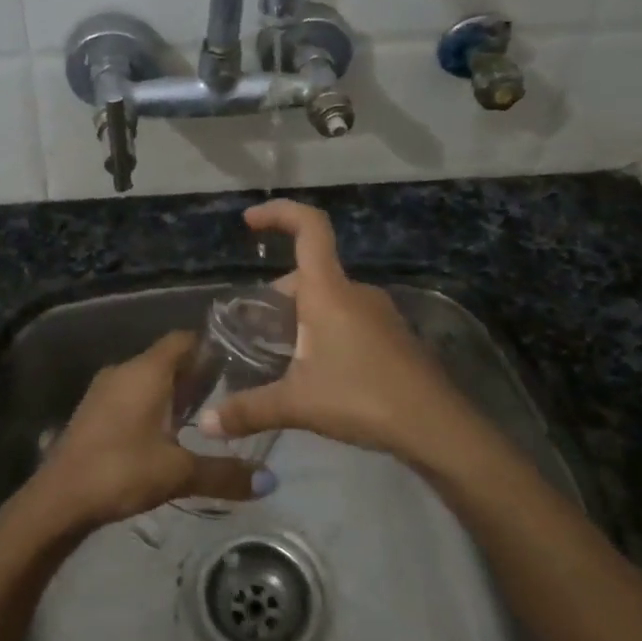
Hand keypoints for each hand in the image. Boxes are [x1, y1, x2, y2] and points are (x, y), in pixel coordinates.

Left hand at [28, 331, 271, 531]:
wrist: (58, 499)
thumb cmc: (120, 471)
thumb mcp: (178, 473)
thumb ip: (225, 473)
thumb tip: (271, 481)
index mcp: (146, 371)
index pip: (184, 340)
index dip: (212, 347)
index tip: (241, 363)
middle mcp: (124, 370)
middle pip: (168, 359)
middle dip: (198, 374)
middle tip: (232, 394)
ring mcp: (104, 389)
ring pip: (148, 378)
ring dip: (174, 392)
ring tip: (206, 416)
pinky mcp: (94, 411)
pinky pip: (132, 395)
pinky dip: (153, 405)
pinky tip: (169, 434)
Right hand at [199, 200, 485, 467]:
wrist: (436, 427)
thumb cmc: (362, 398)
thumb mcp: (297, 404)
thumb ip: (247, 410)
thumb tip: (205, 425)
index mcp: (329, 291)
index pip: (309, 227)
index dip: (278, 213)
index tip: (249, 221)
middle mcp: (354, 292)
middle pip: (307, 275)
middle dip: (274, 298)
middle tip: (251, 335)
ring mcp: (378, 313)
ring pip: (326, 299)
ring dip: (297, 318)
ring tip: (277, 358)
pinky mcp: (391, 336)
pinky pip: (346, 318)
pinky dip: (322, 331)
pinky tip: (315, 372)